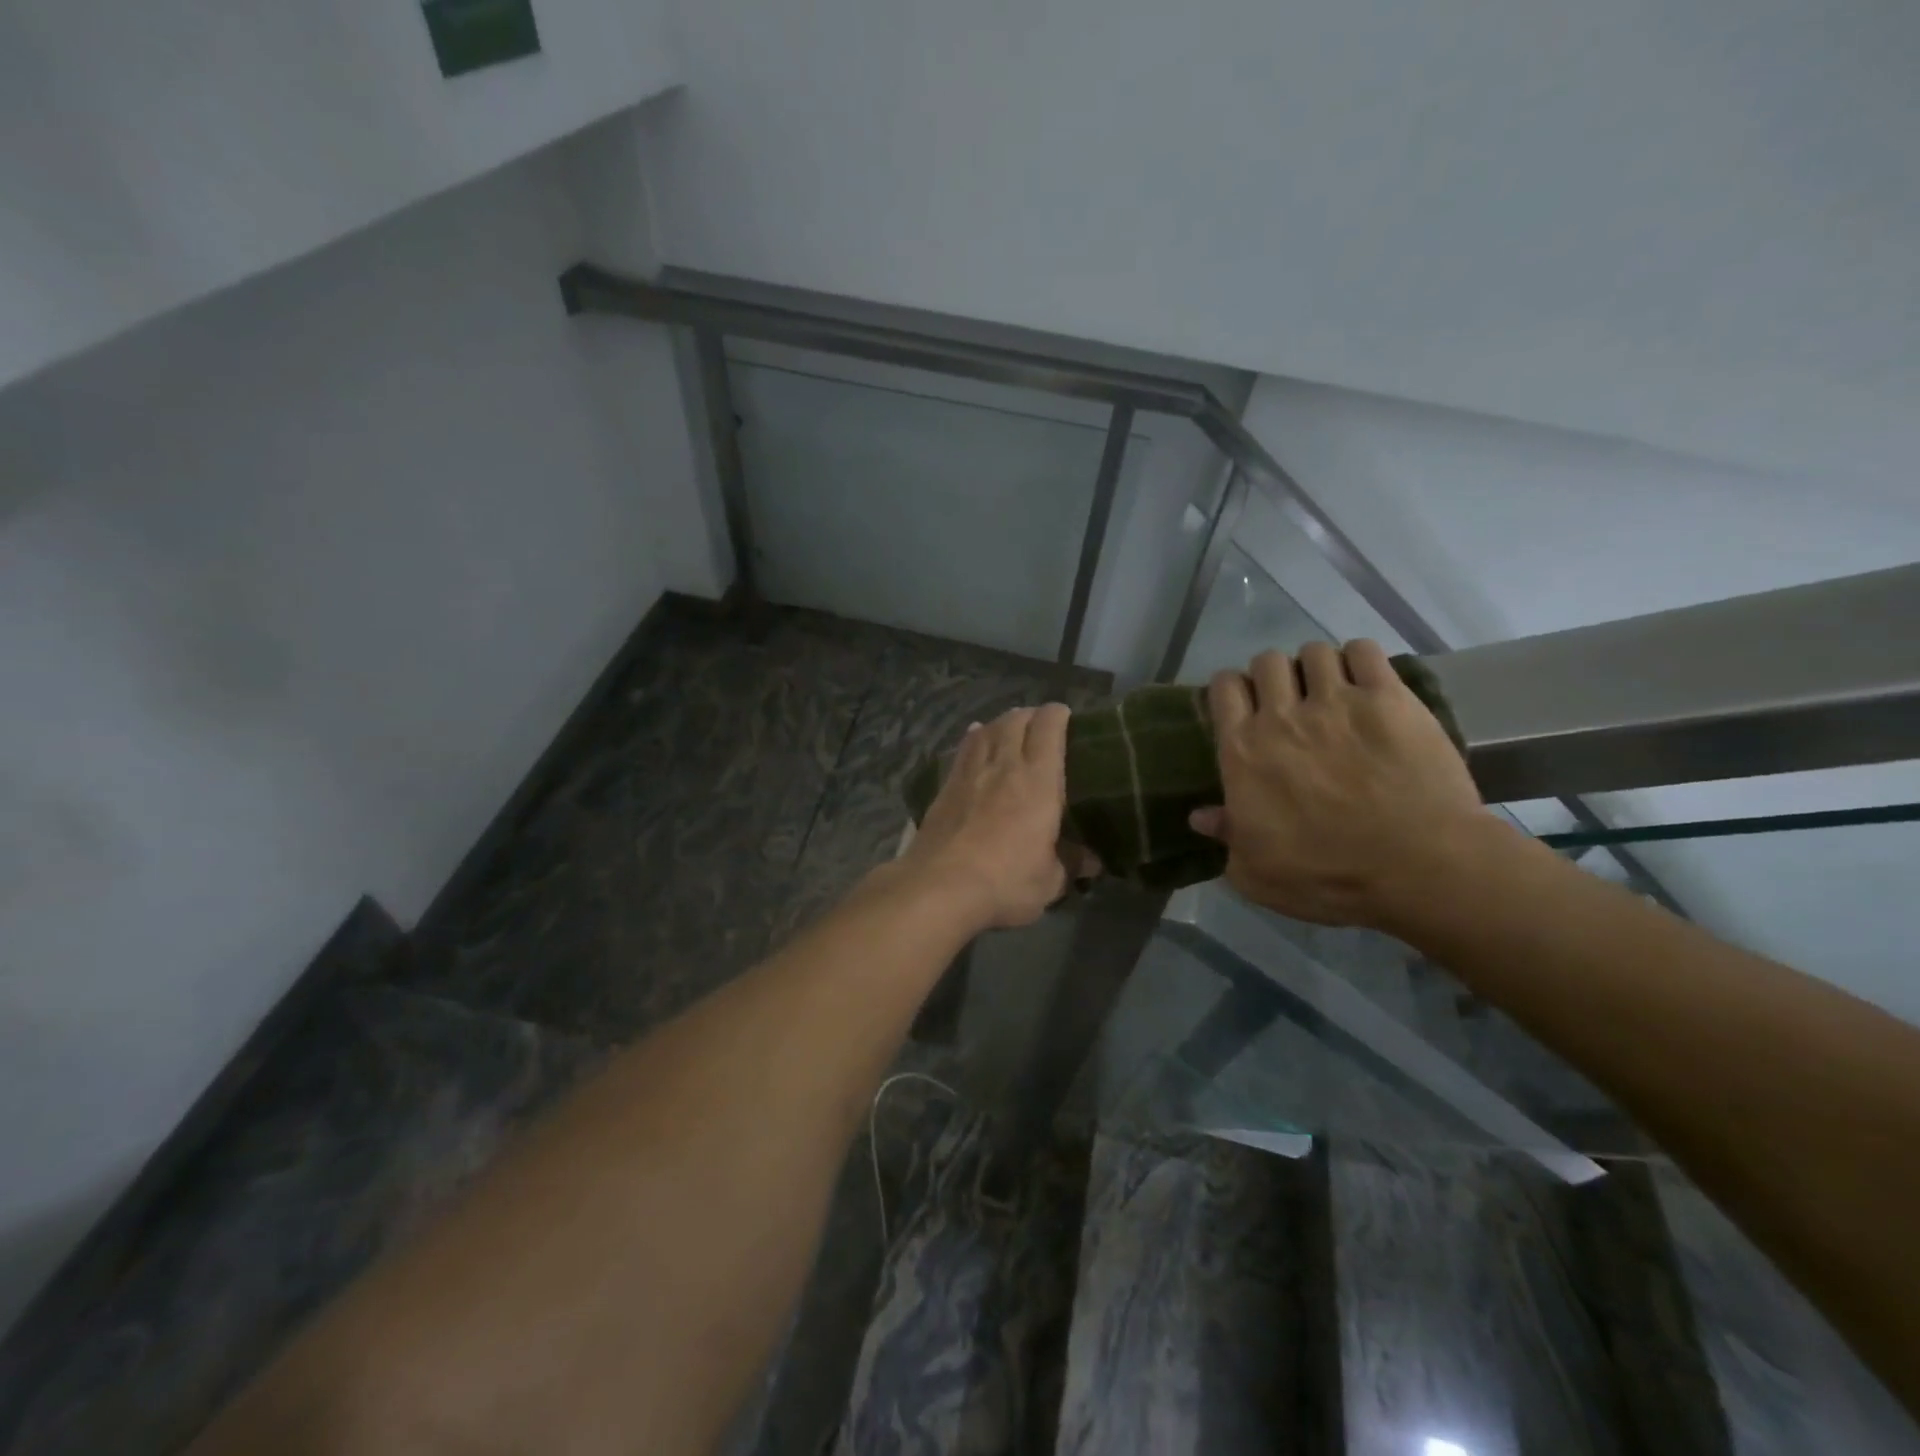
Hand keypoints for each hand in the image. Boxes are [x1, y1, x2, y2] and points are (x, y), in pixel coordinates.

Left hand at [895, 704, 1071, 930]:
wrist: (939, 886)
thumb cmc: (1006, 881)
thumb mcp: (1049, 881)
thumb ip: (1071, 864)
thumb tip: (1092, 861)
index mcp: (1039, 781)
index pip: (1049, 728)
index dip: (1058, 714)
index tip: (1066, 715)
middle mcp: (1004, 766)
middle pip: (1015, 721)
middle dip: (1030, 715)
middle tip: (1039, 722)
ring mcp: (970, 773)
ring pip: (986, 731)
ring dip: (1001, 723)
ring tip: (1009, 726)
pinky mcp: (945, 787)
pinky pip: (963, 750)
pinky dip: (973, 738)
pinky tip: (974, 738)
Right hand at [1191, 641, 1490, 929]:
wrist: (1419, 868)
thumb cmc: (1328, 877)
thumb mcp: (1256, 873)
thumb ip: (1225, 837)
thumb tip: (1200, 815)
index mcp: (1243, 752)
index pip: (1223, 689)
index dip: (1231, 690)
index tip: (1242, 706)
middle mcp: (1282, 716)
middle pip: (1266, 662)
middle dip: (1273, 676)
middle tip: (1288, 702)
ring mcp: (1337, 702)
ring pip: (1314, 652)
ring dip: (1315, 667)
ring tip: (1330, 690)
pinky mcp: (1389, 698)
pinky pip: (1365, 651)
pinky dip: (1359, 659)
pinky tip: (1365, 681)